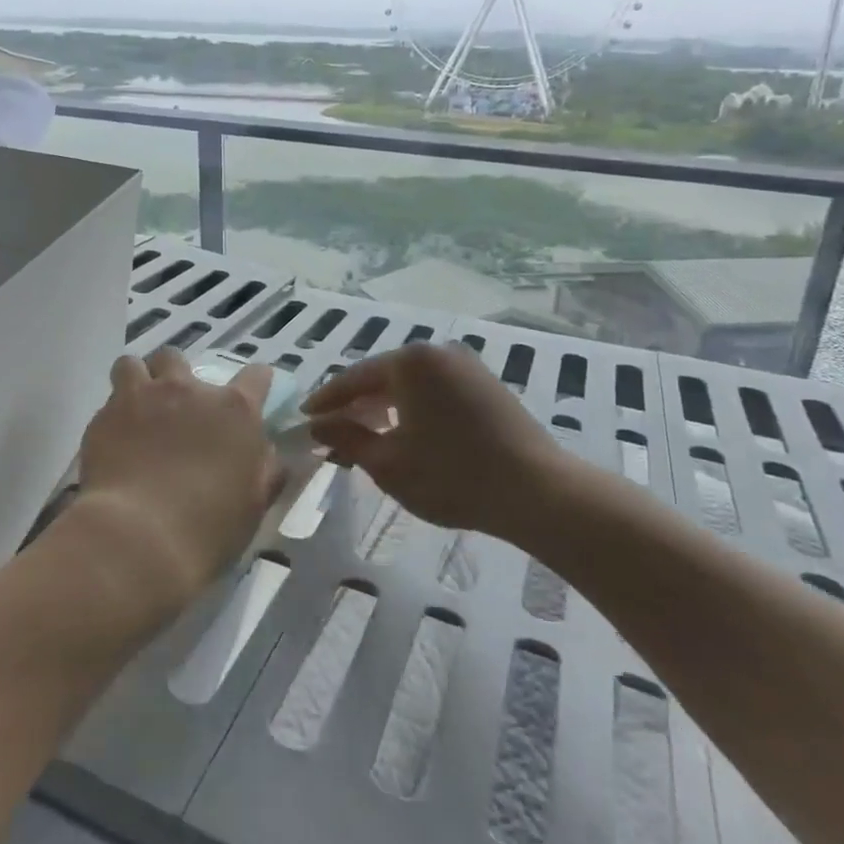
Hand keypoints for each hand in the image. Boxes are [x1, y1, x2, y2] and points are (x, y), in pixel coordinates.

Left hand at [71, 348, 282, 610]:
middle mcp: (189, 390)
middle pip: (179, 358)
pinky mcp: (105, 414)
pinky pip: (108, 399)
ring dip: (138, 382)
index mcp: (235, 411)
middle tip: (175, 408)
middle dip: (176, 376)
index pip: (256, 376)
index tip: (252, 394)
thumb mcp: (253, 505)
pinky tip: (113, 441)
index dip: (256, 382)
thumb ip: (264, 470)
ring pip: (134, 365)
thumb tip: (268, 453)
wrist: (139, 538)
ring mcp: (143, 397)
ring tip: (135, 410)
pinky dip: (112, 415)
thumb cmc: (208, 529)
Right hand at [303, 343, 577, 550]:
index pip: (354, 378)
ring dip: (383, 407)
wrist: (539, 492)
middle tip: (331, 431)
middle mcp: (436, 351)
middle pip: (382, 377)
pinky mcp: (485, 384)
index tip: (304, 419)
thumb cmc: (453, 476)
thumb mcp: (388, 463)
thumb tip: (317, 426)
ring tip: (364, 435)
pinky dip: (412, 408)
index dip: (326, 401)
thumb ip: (347, 438)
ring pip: (409, 384)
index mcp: (409, 361)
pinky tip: (404, 433)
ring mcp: (465, 365)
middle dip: (355, 405)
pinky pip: (434, 390)